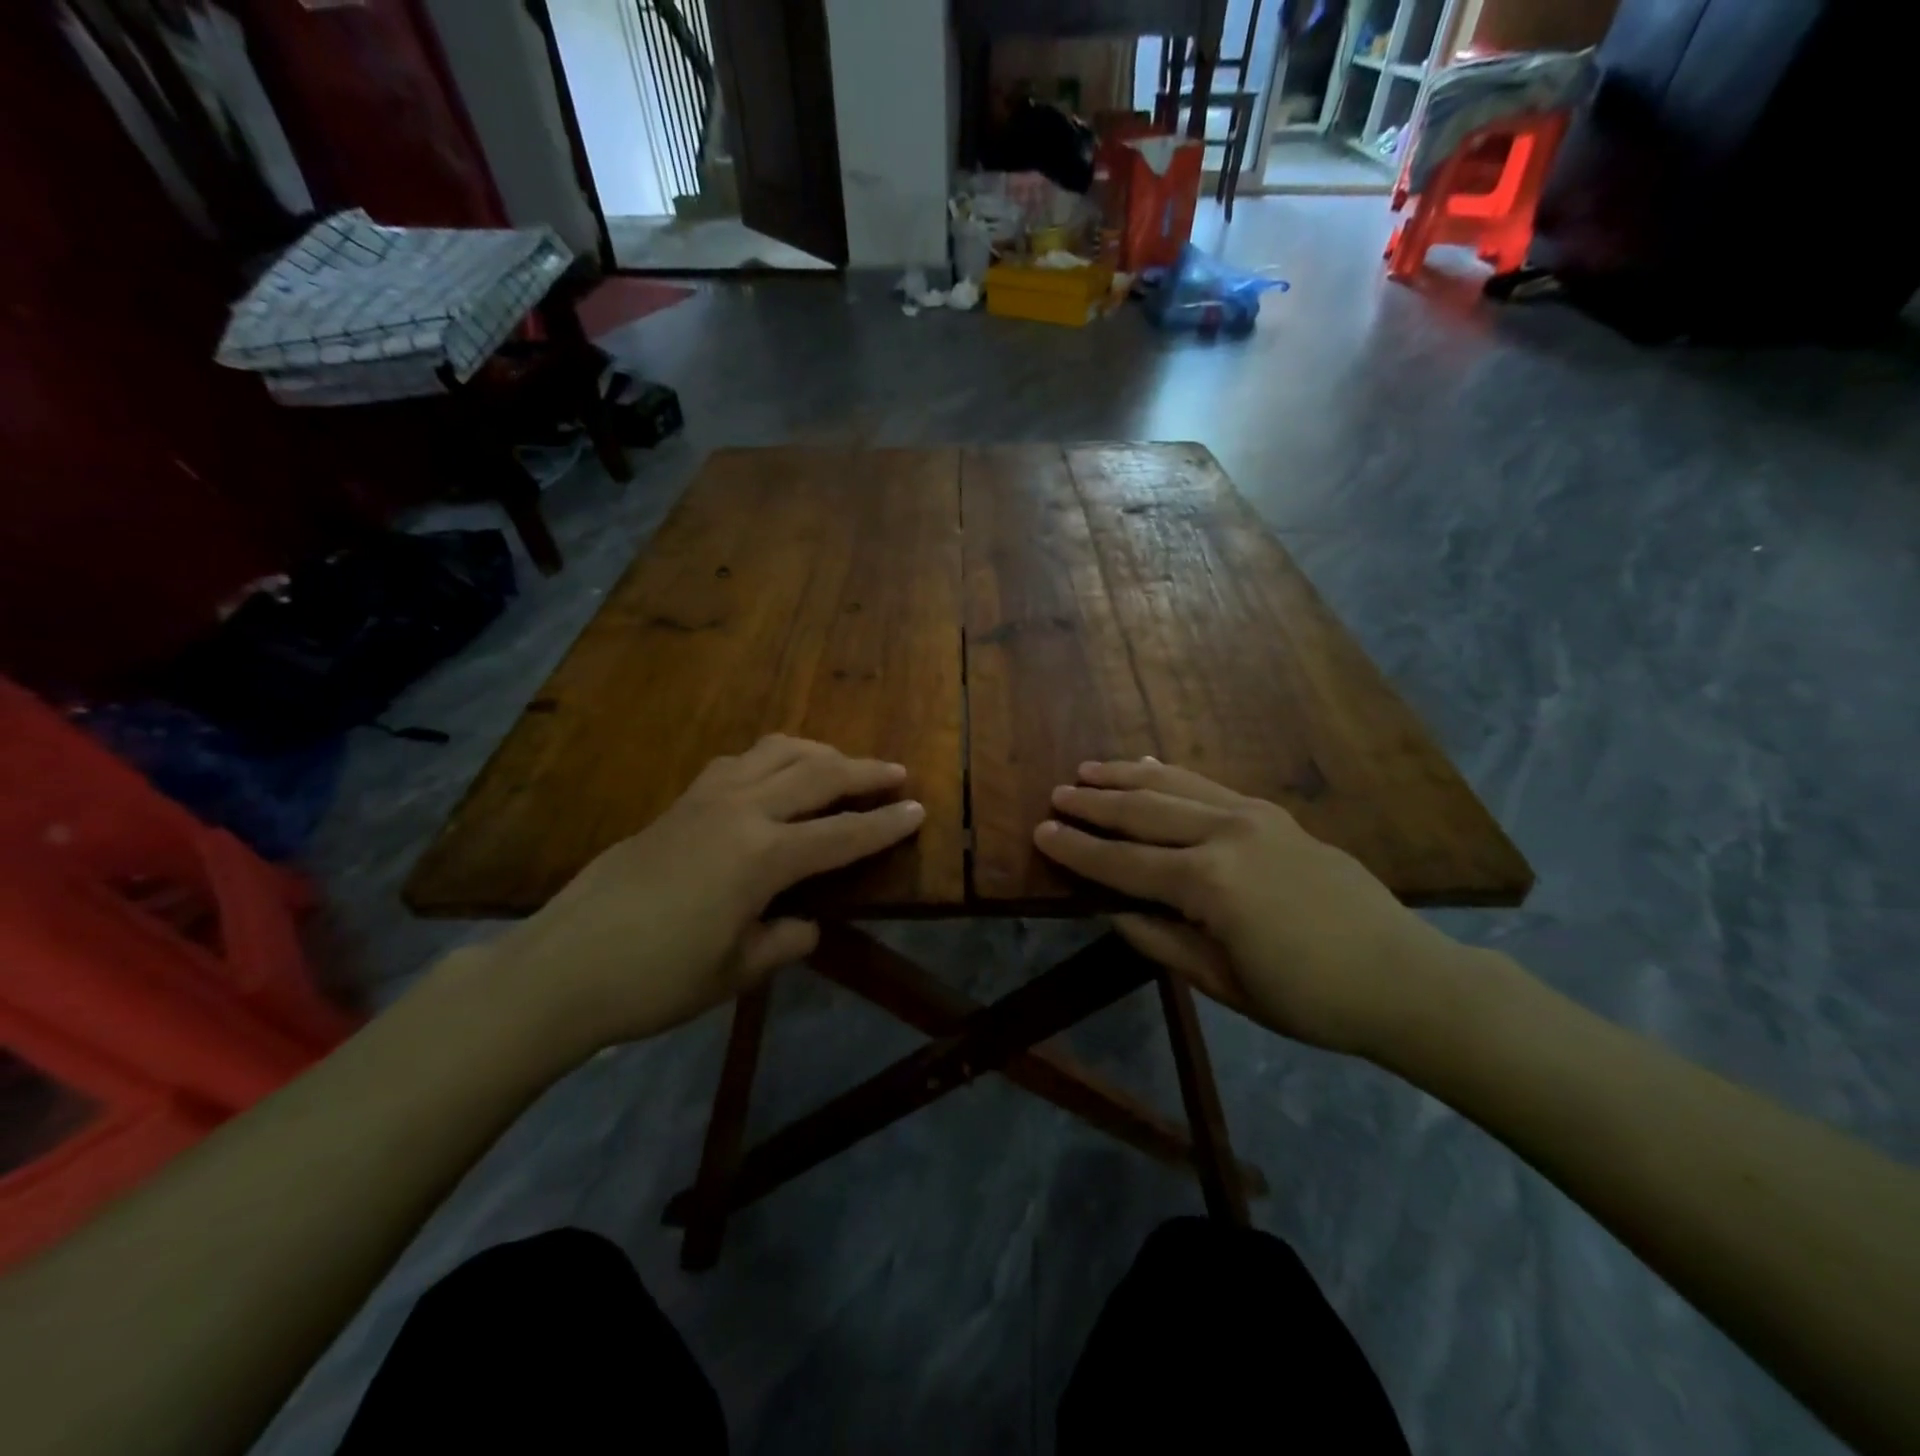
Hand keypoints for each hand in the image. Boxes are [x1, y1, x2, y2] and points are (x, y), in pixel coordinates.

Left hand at [483, 736, 923, 1052]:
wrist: (562, 966)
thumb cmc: (656, 979)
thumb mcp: (735, 972)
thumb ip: (784, 941)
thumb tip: (808, 924)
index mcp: (762, 857)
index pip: (841, 835)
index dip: (885, 825)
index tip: (918, 811)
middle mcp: (740, 812)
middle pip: (817, 776)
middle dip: (864, 773)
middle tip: (897, 773)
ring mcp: (705, 799)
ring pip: (776, 753)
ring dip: (818, 754)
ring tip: (841, 765)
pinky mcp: (679, 801)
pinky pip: (739, 762)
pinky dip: (772, 759)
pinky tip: (775, 775)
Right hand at [1034, 759, 1474, 1057]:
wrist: (1403, 977)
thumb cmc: (1309, 997)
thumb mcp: (1223, 982)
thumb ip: (1160, 940)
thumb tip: (1113, 911)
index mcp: (1208, 884)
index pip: (1123, 863)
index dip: (1078, 849)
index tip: (1040, 831)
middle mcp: (1225, 836)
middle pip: (1143, 812)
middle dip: (1095, 803)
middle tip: (1057, 794)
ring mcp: (1253, 817)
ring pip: (1174, 787)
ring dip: (1127, 777)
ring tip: (1089, 769)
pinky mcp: (1274, 814)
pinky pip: (1210, 785)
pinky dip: (1173, 775)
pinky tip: (1150, 768)